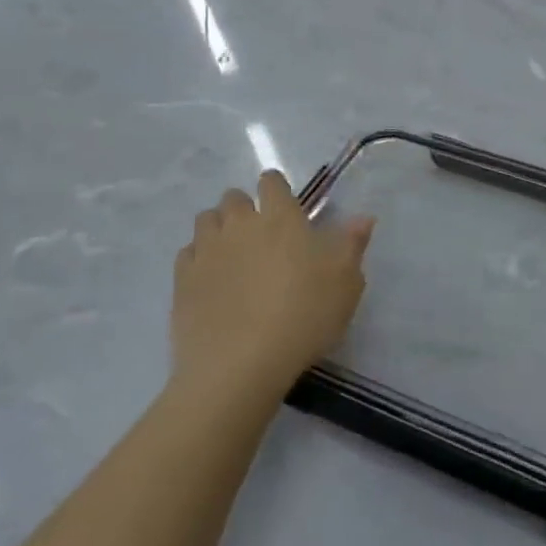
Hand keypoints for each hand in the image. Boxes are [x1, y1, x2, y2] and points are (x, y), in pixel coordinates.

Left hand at [172, 171, 376, 403]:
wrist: (240, 364)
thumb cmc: (303, 316)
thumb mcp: (345, 282)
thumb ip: (352, 244)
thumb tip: (363, 217)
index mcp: (280, 217)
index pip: (271, 181)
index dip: (277, 189)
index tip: (285, 207)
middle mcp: (239, 223)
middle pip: (233, 197)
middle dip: (244, 208)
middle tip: (259, 236)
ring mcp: (206, 250)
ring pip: (206, 220)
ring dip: (218, 228)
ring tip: (232, 255)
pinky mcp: (182, 279)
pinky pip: (187, 254)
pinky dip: (198, 259)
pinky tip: (210, 280)